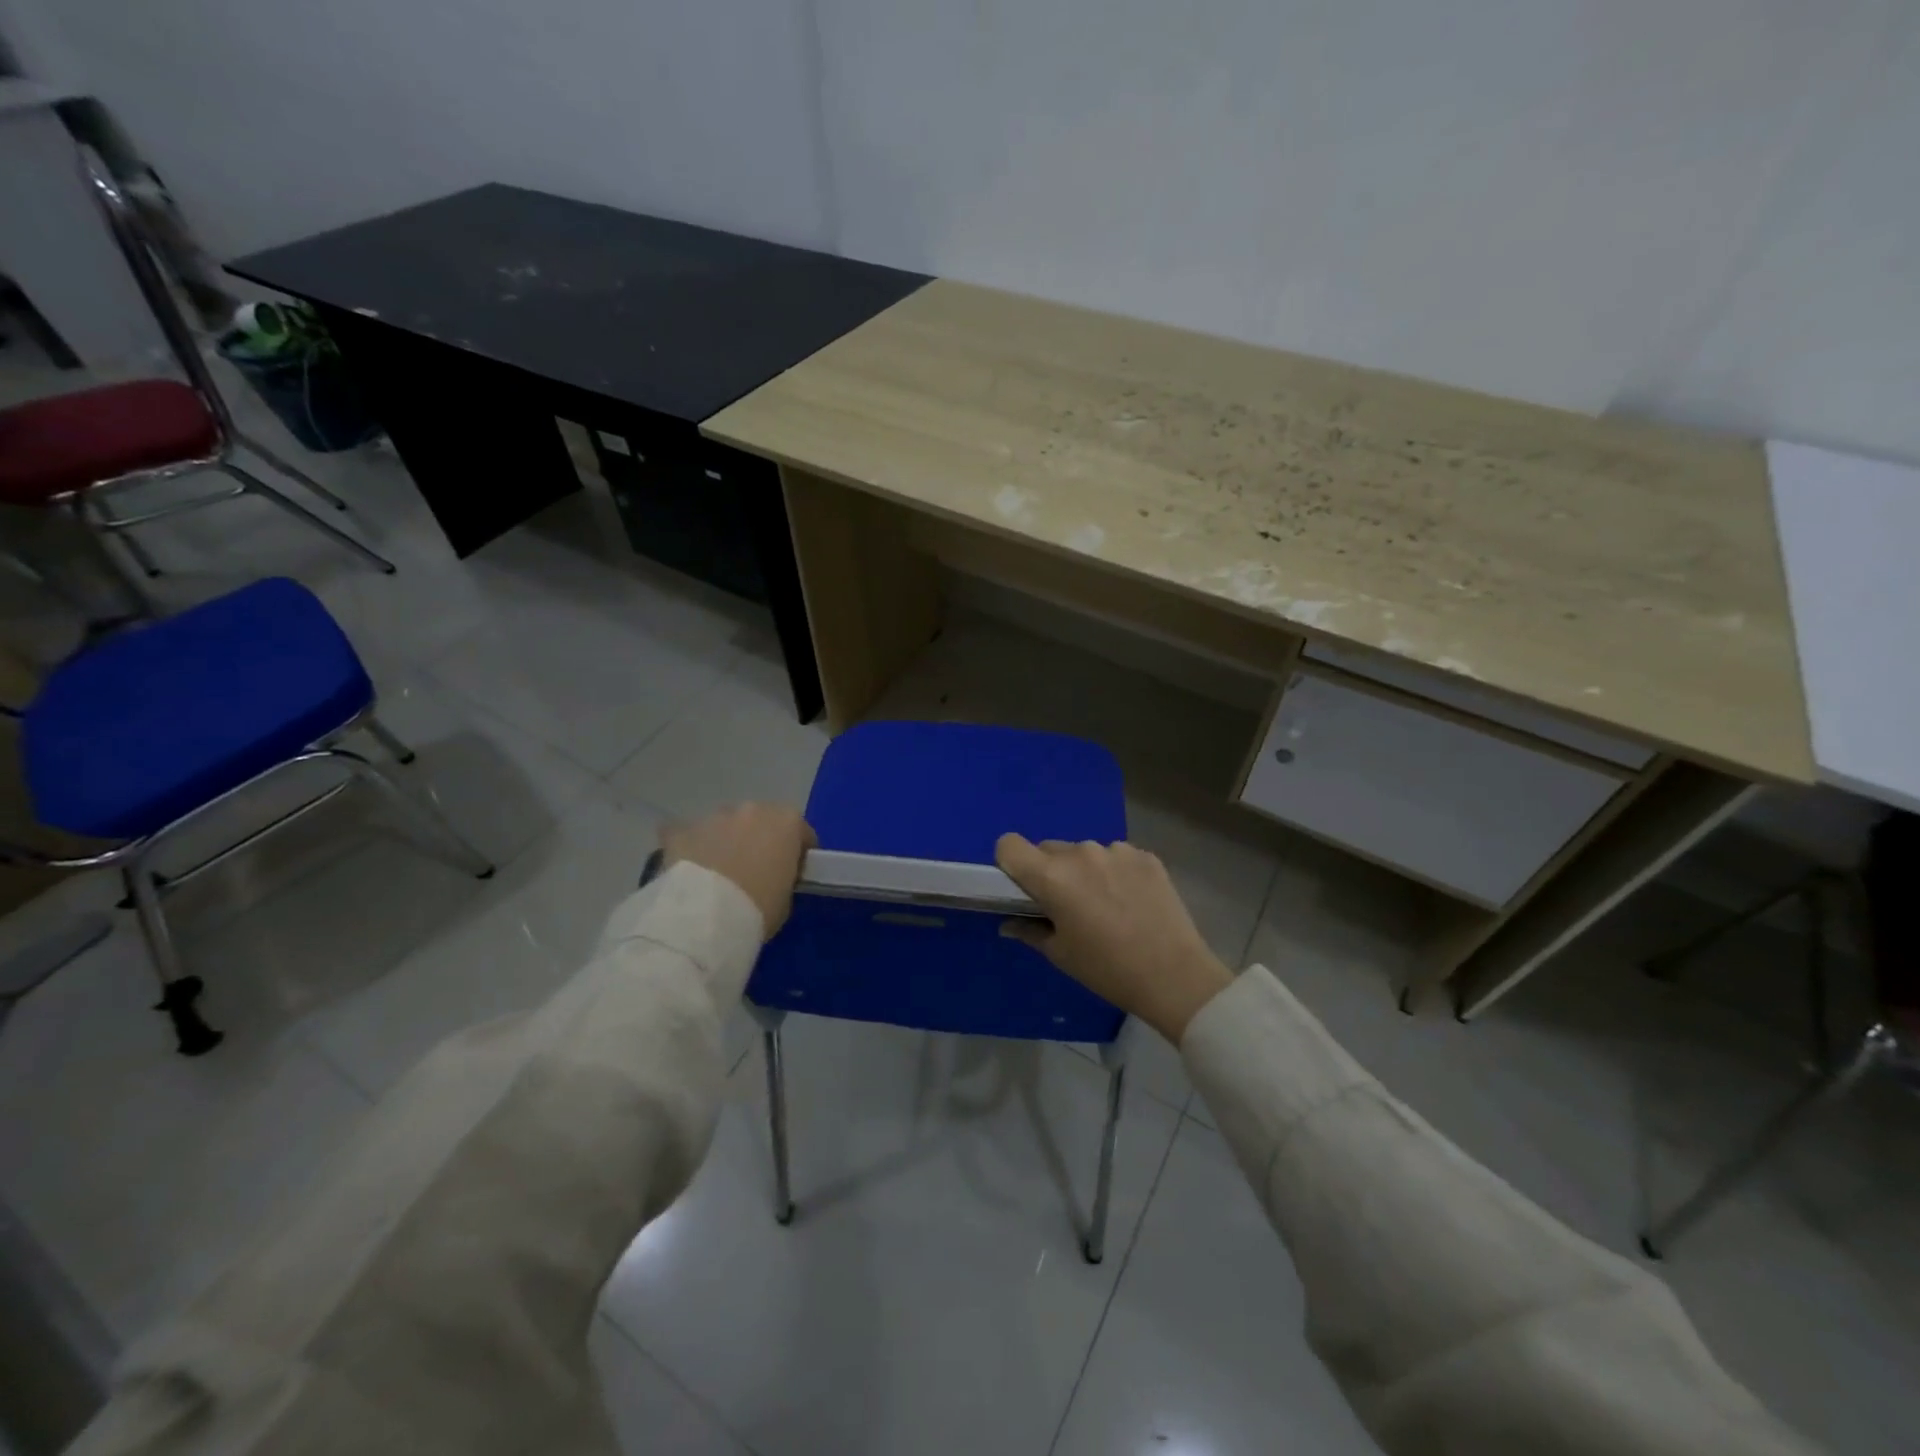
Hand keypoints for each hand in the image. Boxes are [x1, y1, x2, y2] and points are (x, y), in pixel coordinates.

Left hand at [661, 804, 816, 938]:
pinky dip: (690, 848)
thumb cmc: (758, 908)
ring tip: (718, 873)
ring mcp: (714, 816)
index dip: (797, 852)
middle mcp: (751, 809)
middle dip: (758, 840)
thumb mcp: (786, 897)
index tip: (792, 872)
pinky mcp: (681, 830)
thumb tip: (772, 876)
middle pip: (760, 821)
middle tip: (753, 870)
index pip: (800, 832)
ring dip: (724, 841)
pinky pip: (688, 836)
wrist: (705, 916)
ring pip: (724, 825)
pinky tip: (688, 871)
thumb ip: (783, 876)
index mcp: (786, 822)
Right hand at [995, 834, 1232, 1044]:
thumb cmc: (1107, 970)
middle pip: (1048, 849)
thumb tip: (1008, 922)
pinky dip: (1115, 872)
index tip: (1023, 887)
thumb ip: (1029, 930)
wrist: (1175, 976)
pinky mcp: (1145, 855)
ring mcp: (1116, 850)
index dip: (1010, 863)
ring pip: (1084, 852)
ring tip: (1105, 905)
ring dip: (1084, 871)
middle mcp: (1080, 853)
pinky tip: (1131, 901)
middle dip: (1050, 871)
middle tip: (1067, 905)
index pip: (1009, 845)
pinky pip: (1115, 856)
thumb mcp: (1061, 954)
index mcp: (1052, 877)